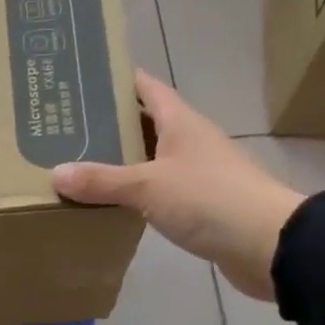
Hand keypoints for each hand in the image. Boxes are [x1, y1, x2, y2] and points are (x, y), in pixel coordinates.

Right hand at [52, 70, 304, 302]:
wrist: (267, 244)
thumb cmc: (209, 199)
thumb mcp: (148, 186)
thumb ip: (103, 181)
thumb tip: (56, 174)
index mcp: (181, 121)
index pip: (146, 87)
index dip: (117, 80)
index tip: (81, 81)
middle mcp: (191, 140)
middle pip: (146, 123)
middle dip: (110, 124)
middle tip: (67, 129)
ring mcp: (199, 173)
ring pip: (152, 159)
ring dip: (123, 161)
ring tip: (80, 165)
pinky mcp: (202, 204)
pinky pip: (161, 190)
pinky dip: (137, 192)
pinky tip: (113, 203)